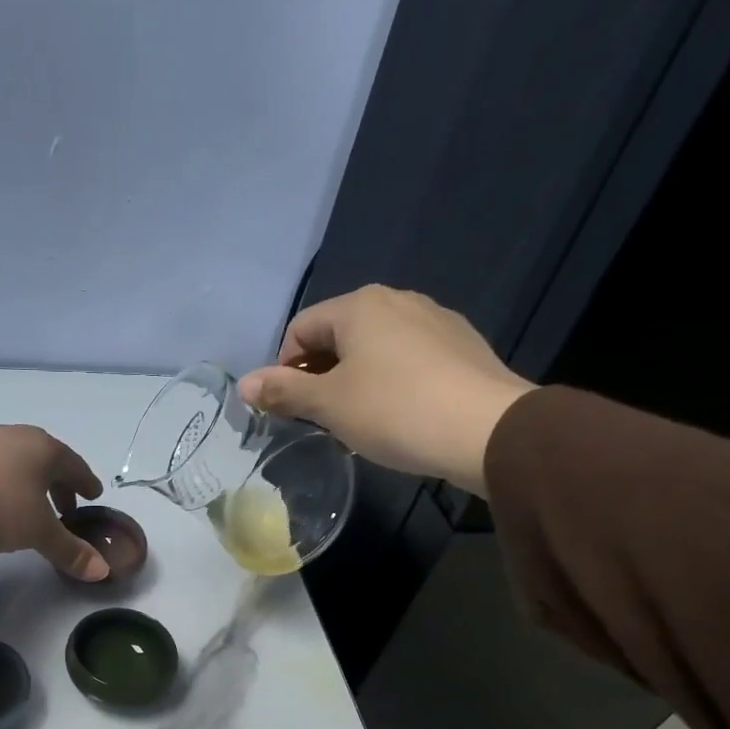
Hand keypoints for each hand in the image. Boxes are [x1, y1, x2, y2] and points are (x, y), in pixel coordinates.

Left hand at [0, 425, 109, 581]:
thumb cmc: (2, 506)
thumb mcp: (39, 533)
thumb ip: (70, 550)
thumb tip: (102, 571)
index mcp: (46, 449)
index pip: (75, 466)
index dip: (86, 483)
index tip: (93, 495)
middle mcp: (18, 437)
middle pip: (47, 461)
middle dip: (58, 484)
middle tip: (66, 508)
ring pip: (18, 462)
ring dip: (30, 483)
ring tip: (31, 506)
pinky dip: (4, 482)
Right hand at [237, 285, 535, 494]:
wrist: (487, 429)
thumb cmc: (394, 411)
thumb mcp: (329, 405)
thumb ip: (283, 391)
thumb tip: (242, 384)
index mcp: (359, 306)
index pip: (300, 329)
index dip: (284, 369)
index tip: (289, 408)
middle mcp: (396, 299)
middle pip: (337, 335)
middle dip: (319, 374)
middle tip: (320, 417)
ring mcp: (434, 318)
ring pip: (374, 346)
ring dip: (354, 378)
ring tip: (359, 419)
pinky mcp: (461, 344)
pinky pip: (408, 357)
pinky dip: (390, 379)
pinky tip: (399, 413)